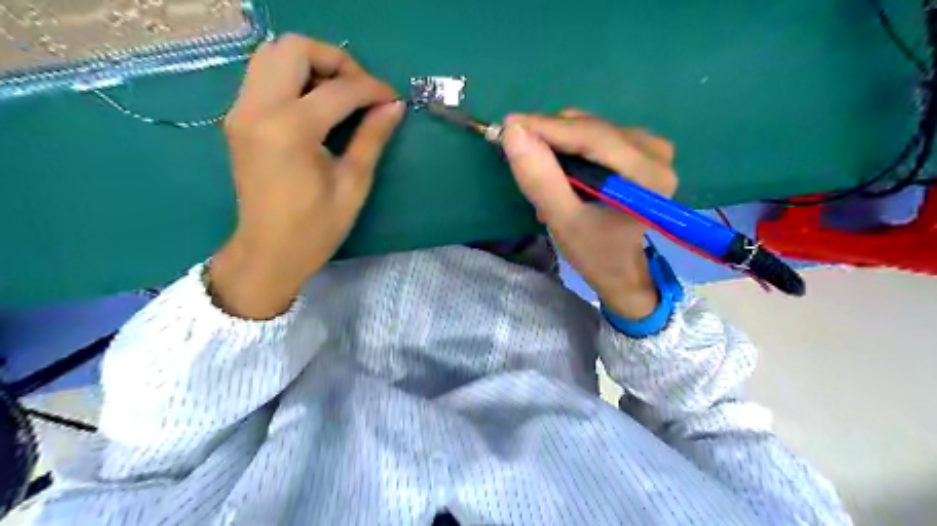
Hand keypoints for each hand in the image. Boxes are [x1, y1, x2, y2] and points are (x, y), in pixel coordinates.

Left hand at [209, 35, 403, 319]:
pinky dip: (293, 76)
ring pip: (272, 54)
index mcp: (290, 130)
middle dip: (336, 61)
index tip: (393, 99)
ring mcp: (241, 111)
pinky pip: (263, 75)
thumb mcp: (353, 185)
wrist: (268, 253)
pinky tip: (316, 103)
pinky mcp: (238, 118)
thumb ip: (372, 138)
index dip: (372, 89)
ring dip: (312, 64)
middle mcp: (258, 109)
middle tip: (361, 90)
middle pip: (294, 48)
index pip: (338, 89)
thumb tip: (394, 106)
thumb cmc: (315, 228)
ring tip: (340, 93)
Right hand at [502, 108, 676, 317]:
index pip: (591, 135)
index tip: (507, 125)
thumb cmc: (594, 252)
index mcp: (646, 173)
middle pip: (591, 128)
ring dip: (559, 147)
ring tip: (544, 178)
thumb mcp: (563, 221)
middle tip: (520, 159)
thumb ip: (541, 179)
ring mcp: (651, 147)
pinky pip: (596, 136)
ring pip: (590, 129)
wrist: (620, 269)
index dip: (546, 126)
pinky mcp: (642, 149)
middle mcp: (655, 151)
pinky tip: (562, 174)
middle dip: (550, 138)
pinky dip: (571, 150)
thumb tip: (514, 131)